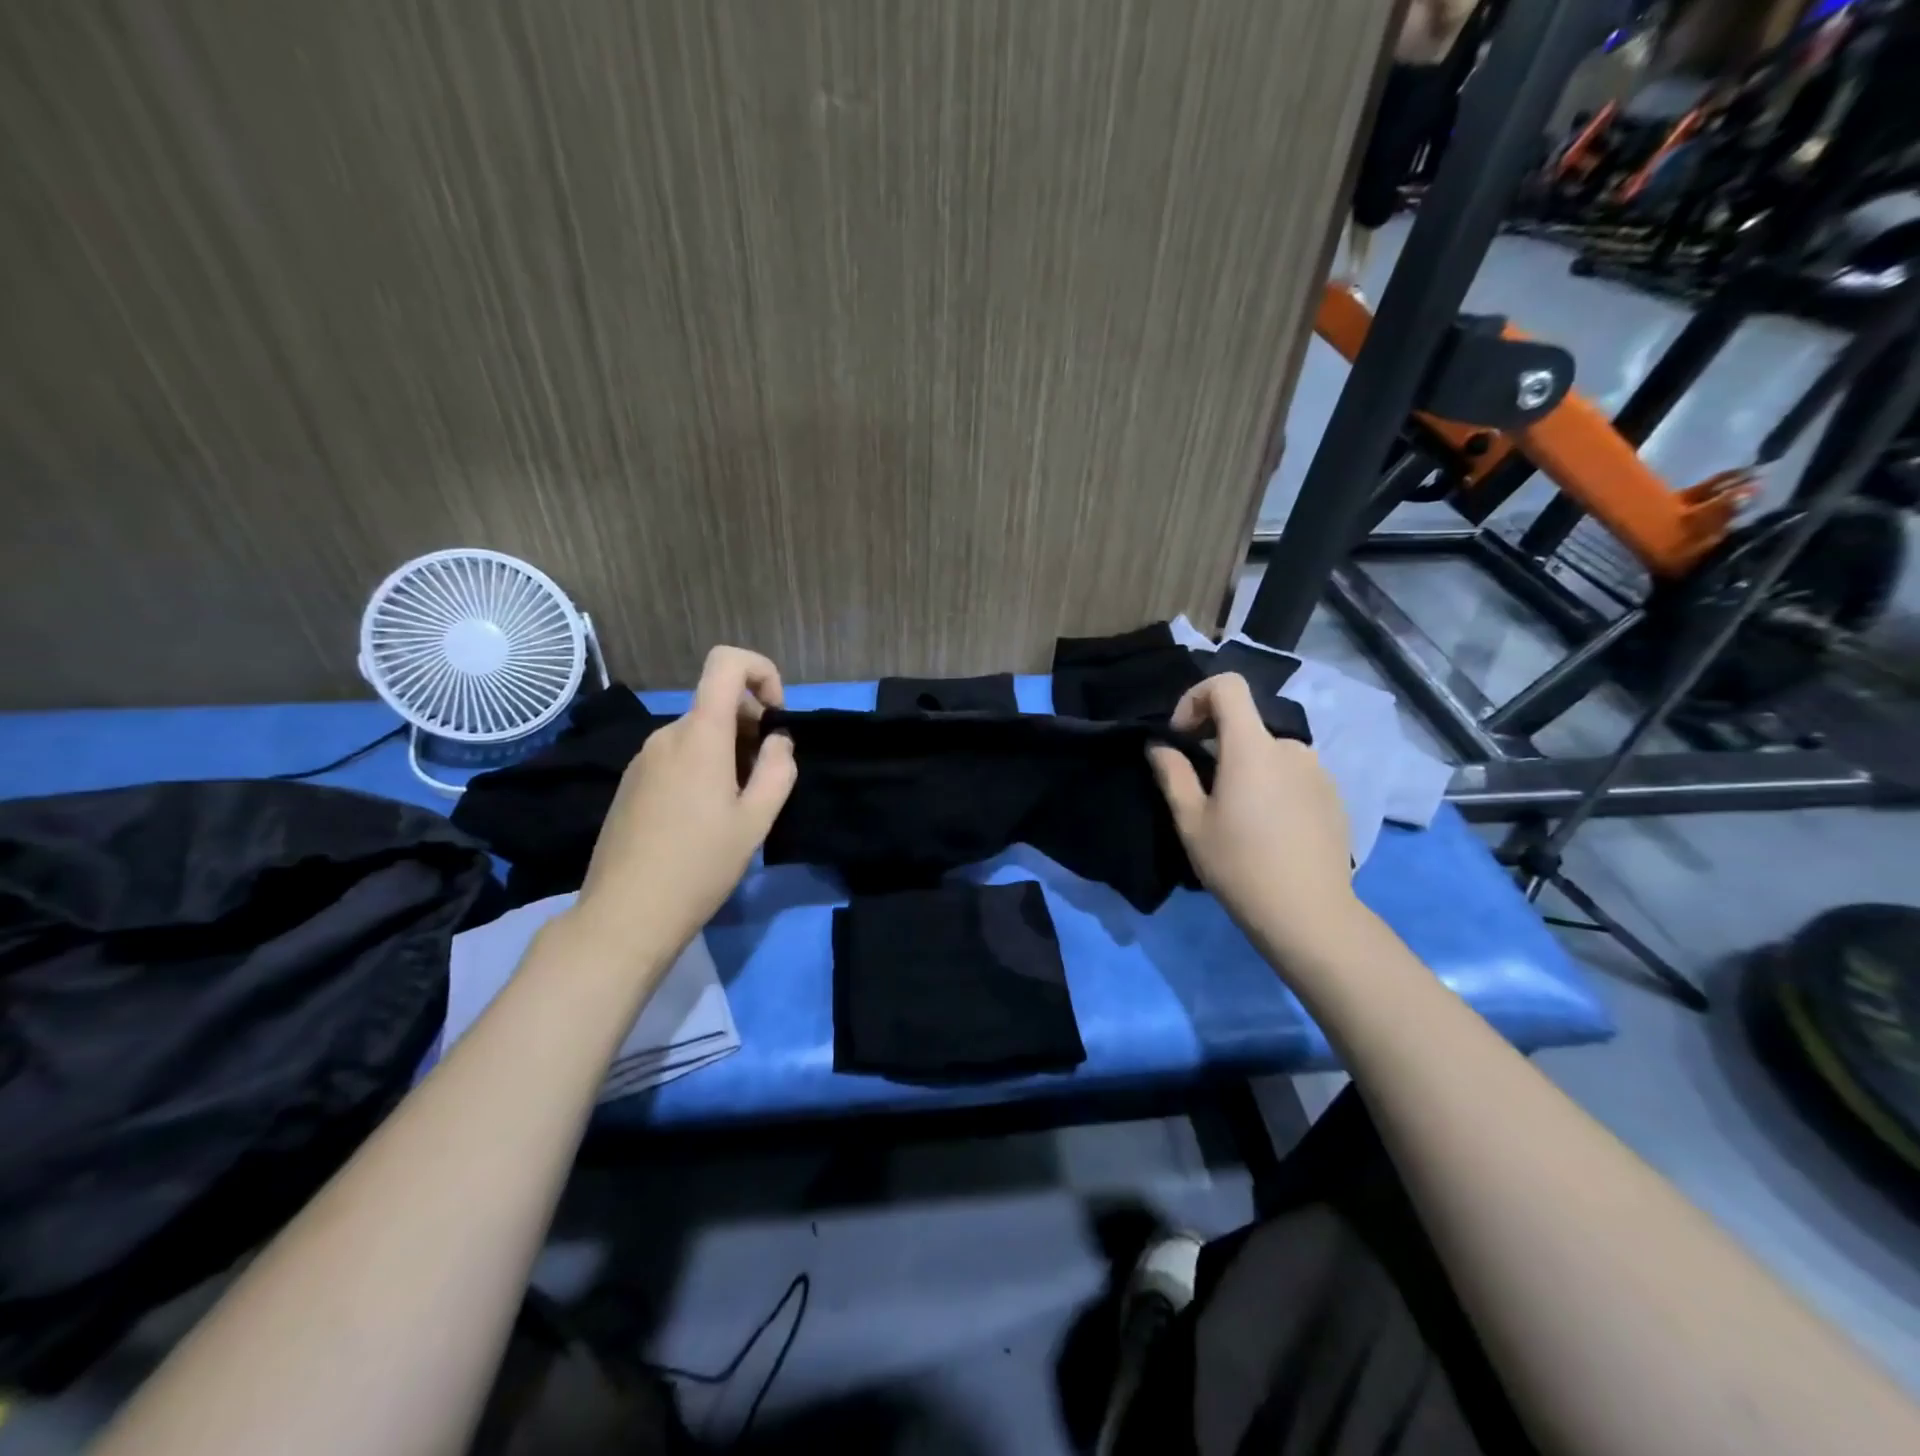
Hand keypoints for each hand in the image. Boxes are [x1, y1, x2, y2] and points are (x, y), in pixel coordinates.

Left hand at [574, 646, 796, 952]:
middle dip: (751, 727)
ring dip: (728, 753)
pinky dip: (702, 768)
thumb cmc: (700, 866)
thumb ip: (777, 770)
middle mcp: (667, 735)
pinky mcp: (631, 783)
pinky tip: (703, 819)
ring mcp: (643, 759)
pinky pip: (677, 756)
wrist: (626, 915)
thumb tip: (777, 741)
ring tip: (735, 807)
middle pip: (717, 703)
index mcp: (700, 736)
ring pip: (698, 733)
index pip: (726, 663)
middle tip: (763, 781)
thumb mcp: (756, 821)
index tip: (775, 716)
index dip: (761, 672)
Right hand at [1147, 673, 1356, 943]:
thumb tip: (1159, 745)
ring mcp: (1318, 771)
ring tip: (1237, 815)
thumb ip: (1172, 774)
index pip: (1228, 686)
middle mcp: (1291, 747)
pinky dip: (1274, 786)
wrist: (1308, 914)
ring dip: (1248, 768)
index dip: (1197, 698)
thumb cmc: (1239, 865)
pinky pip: (1294, 775)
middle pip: (1246, 725)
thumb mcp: (1190, 822)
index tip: (1183, 737)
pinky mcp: (1334, 796)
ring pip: (1270, 753)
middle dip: (1217, 744)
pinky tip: (1269, 830)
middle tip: (1203, 789)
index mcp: (1252, 747)